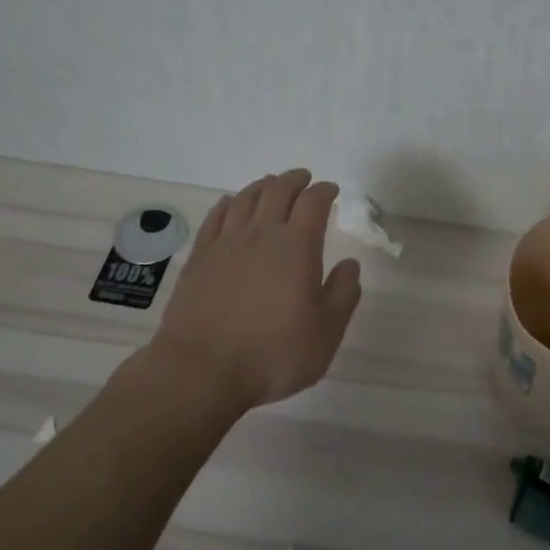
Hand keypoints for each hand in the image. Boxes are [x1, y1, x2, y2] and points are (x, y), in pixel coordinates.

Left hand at [155, 170, 362, 409]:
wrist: (202, 370)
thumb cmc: (272, 354)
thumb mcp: (325, 334)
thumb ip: (342, 294)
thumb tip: (350, 265)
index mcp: (297, 247)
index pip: (313, 203)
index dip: (324, 191)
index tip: (331, 190)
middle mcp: (261, 234)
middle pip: (278, 190)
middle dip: (295, 180)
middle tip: (304, 179)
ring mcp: (226, 243)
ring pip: (246, 198)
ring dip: (263, 186)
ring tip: (271, 185)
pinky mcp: (199, 257)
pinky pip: (216, 217)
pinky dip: (229, 203)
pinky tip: (232, 204)